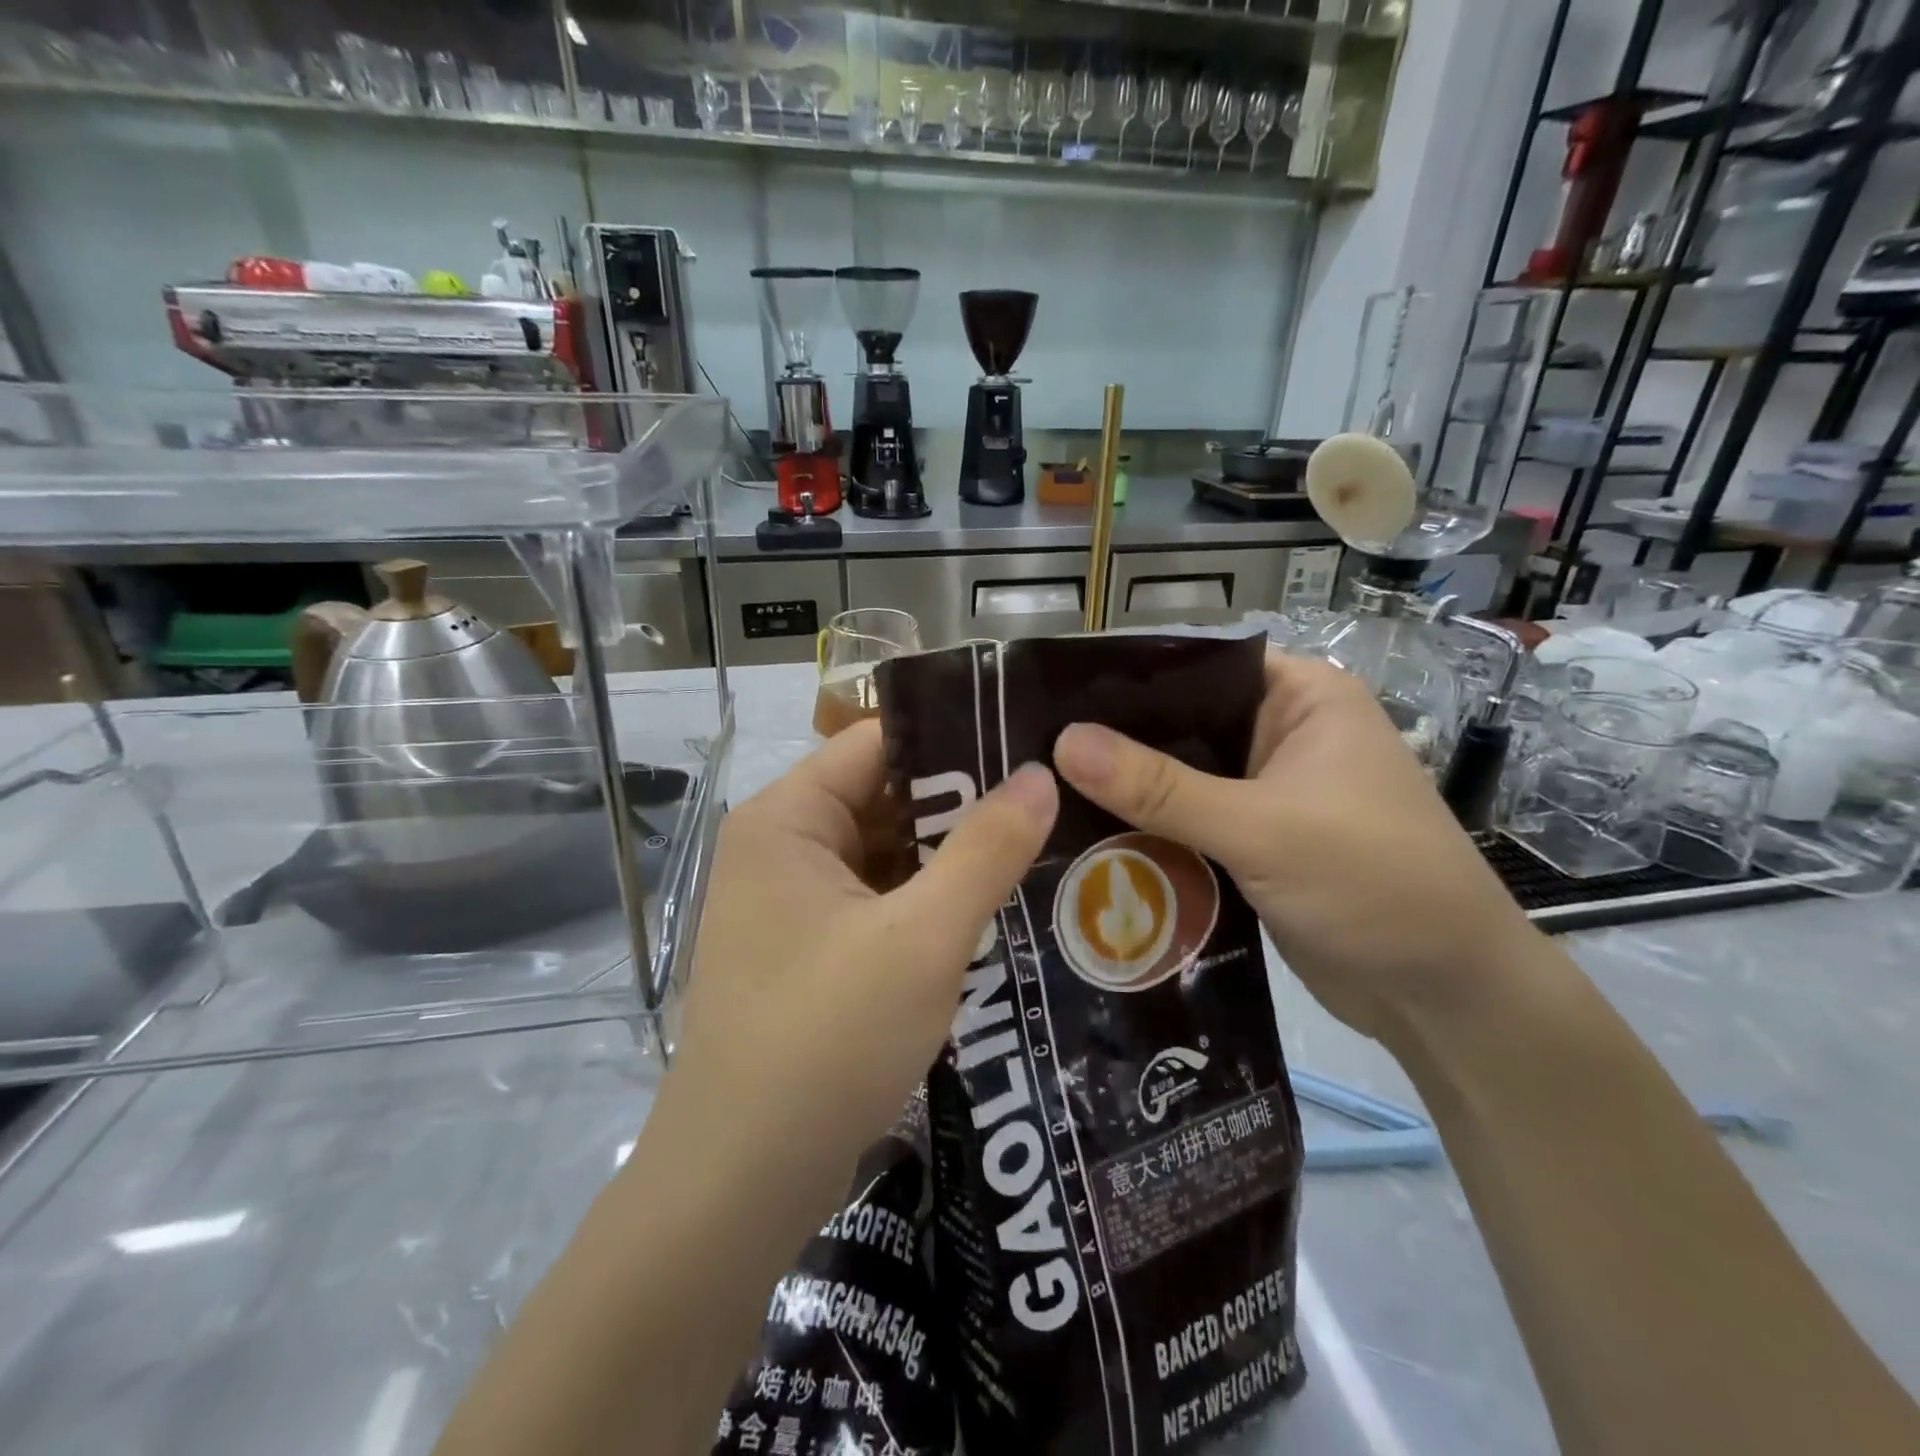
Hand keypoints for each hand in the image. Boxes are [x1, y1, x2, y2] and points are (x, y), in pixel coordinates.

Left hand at [666, 720, 1057, 1189]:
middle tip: (1051, 799)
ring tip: (1040, 845)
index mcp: (787, 818)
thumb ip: (985, 849)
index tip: (1028, 743)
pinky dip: (927, 902)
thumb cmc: (825, 1040)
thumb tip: (1040, 775)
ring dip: (950, 858)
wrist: (741, 1183)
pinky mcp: (809, 951)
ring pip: (885, 854)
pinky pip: (878, 902)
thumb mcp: (922, 938)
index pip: (878, 742)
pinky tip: (993, 908)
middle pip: (883, 798)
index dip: (953, 737)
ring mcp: (792, 903)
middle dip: (962, 804)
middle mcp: (781, 847)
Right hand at [1052, 652, 1538, 1043]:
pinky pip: (1187, 823)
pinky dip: (1148, 831)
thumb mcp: (1262, 828)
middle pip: (1181, 724)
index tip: (1051, 697)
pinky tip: (1086, 837)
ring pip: (1180, 778)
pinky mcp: (1254, 841)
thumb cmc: (1373, 884)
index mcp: (1301, 697)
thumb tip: (1063, 744)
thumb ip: (1161, 788)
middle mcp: (1283, 733)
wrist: (1443, 997)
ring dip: (1128, 792)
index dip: (1128, 678)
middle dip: (1117, 742)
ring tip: (1043, 793)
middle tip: (1034, 752)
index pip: (1198, 666)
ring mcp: (1268, 791)